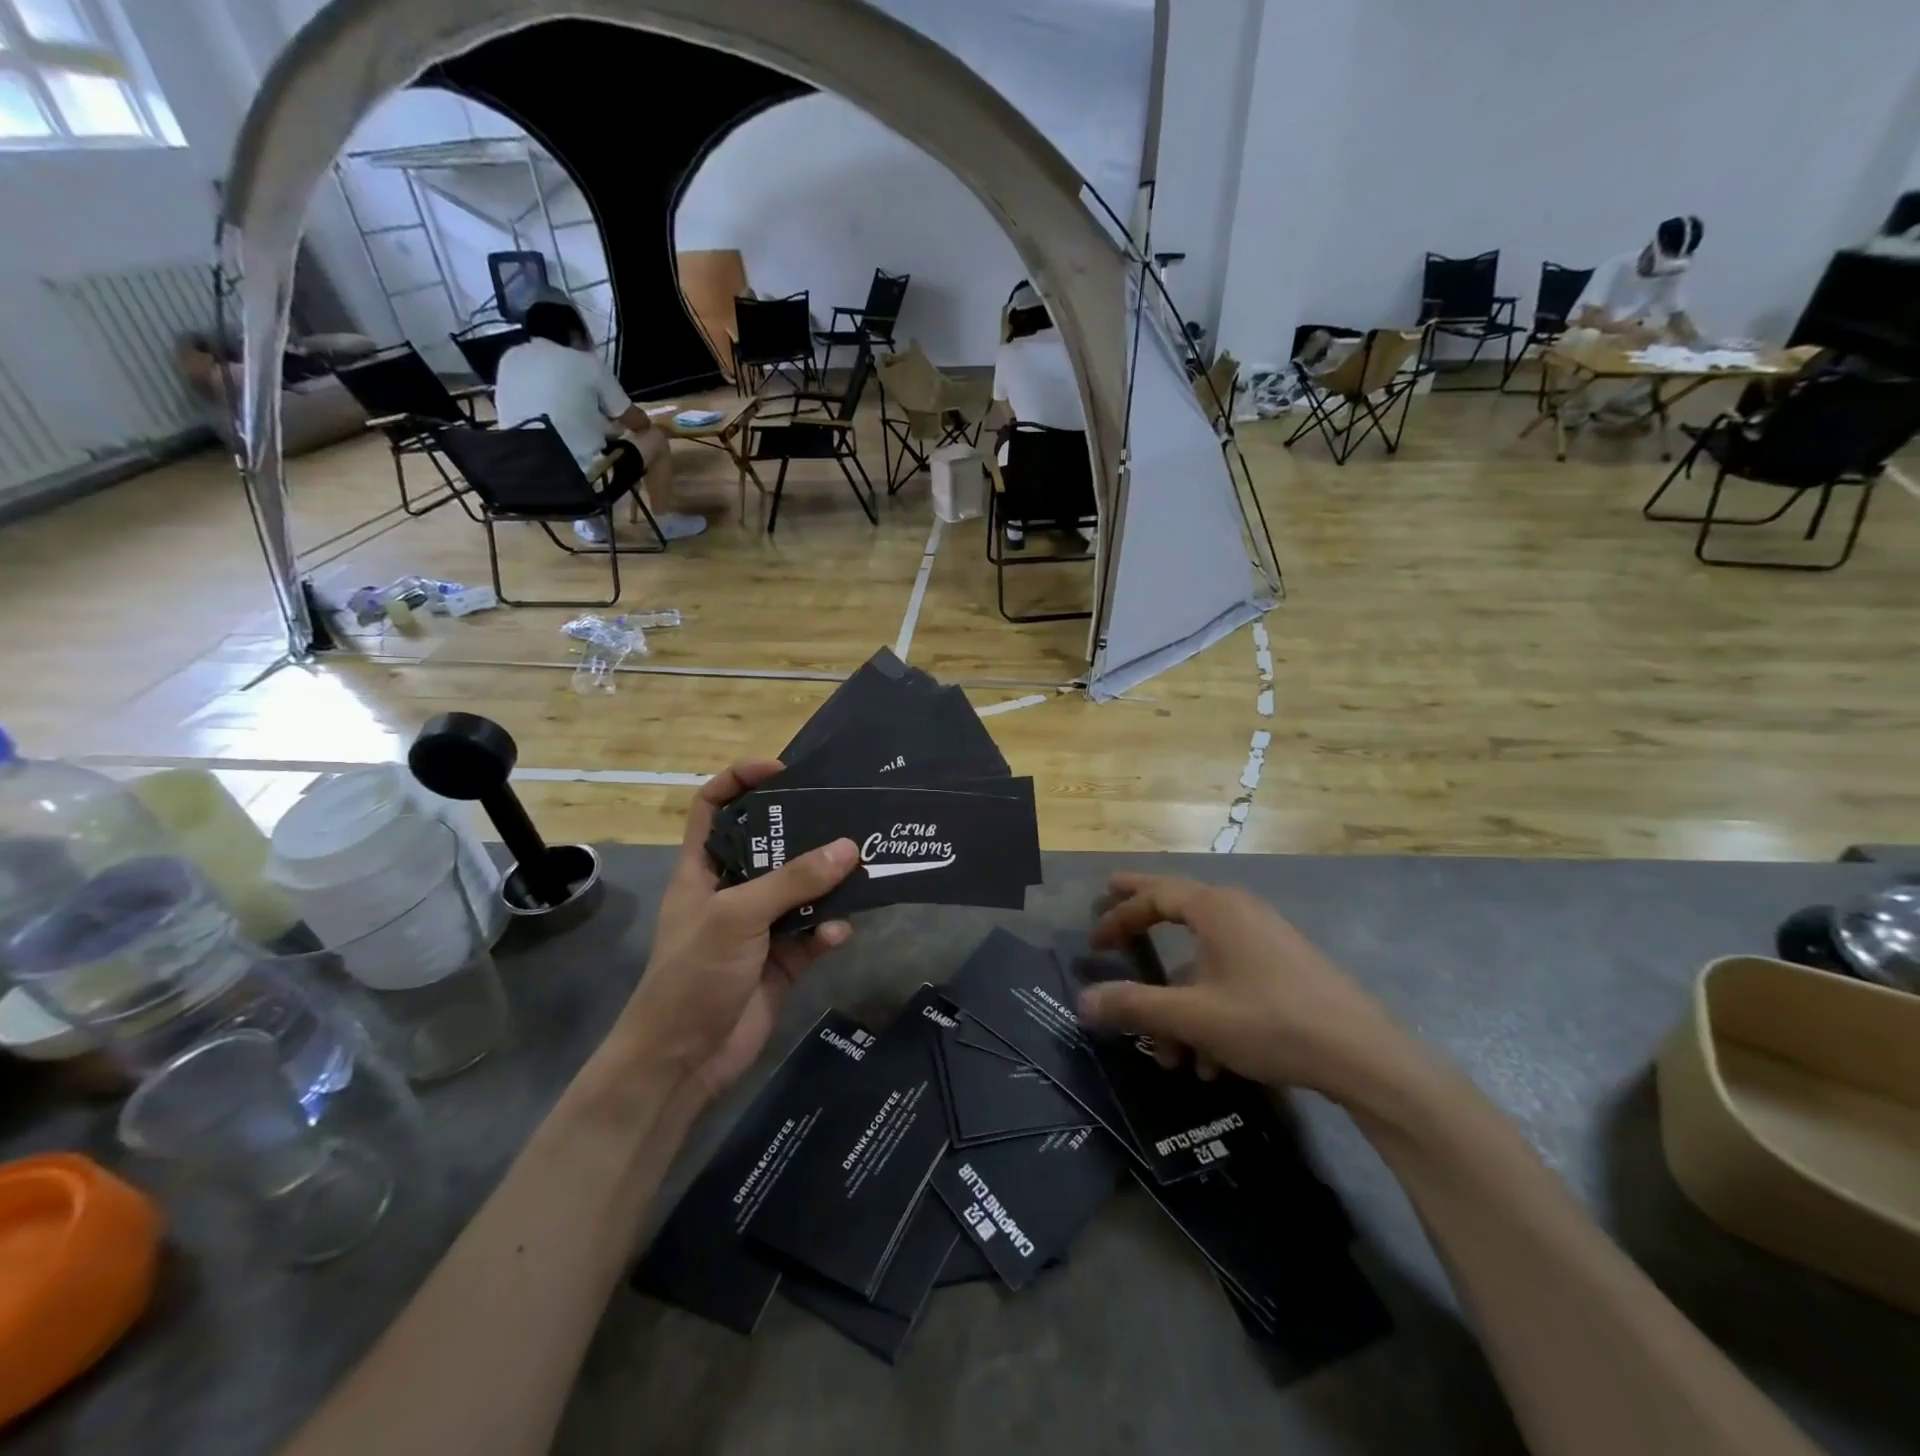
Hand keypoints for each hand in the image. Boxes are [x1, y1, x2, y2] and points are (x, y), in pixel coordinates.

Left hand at [617, 761, 859, 1103]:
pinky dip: (829, 931)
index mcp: (703, 868)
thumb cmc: (693, 973)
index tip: (782, 770)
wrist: (685, 1059)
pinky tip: (838, 934)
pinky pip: (815, 933)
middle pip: (771, 844)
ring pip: (803, 889)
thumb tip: (849, 847)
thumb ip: (793, 881)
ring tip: (862, 869)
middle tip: (845, 815)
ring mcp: (761, 925)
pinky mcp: (785, 959)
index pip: (713, 807)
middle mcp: (733, 889)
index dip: (740, 780)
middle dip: (806, 831)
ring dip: (829, 883)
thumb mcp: (738, 916)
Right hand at [1075, 874, 1406, 1100]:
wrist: (1364, 1057)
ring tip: (1170, 1056)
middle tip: (1110, 907)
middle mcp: (1239, 912)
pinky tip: (1212, 1064)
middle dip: (1142, 916)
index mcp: (1216, 908)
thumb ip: (1136, 1006)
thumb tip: (1083, 1000)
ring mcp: (1266, 939)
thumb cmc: (1270, 1021)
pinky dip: (1210, 1010)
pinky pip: (1230, 978)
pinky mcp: (1285, 968)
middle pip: (1178, 907)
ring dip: (1179, 1003)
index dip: (1118, 914)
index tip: (1093, 939)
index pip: (1154, 895)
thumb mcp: (1194, 1017)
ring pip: (1204, 960)